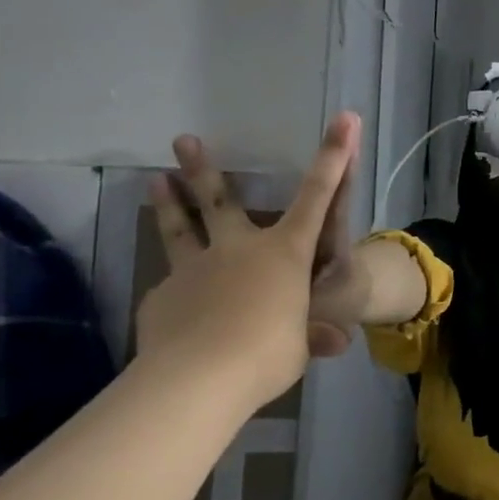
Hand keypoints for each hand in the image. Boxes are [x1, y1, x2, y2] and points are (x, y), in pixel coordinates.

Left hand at [137, 114, 360, 411]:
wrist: (197, 380)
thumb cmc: (268, 353)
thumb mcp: (300, 346)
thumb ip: (311, 335)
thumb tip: (333, 343)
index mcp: (284, 253)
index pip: (319, 197)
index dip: (334, 157)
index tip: (344, 119)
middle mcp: (239, 248)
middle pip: (220, 200)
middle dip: (203, 167)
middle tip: (183, 139)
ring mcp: (194, 269)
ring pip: (180, 229)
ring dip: (168, 203)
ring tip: (154, 178)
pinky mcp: (162, 296)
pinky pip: (171, 287)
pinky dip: (175, 290)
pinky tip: (174, 306)